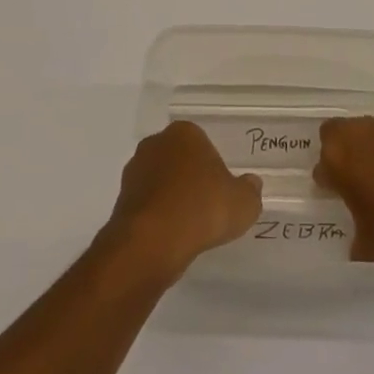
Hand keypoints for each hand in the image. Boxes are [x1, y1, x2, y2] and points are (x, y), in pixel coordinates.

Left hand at [105, 122, 262, 281]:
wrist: (152, 241)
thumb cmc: (202, 209)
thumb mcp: (243, 203)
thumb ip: (250, 191)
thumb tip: (251, 184)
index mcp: (185, 133)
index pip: (203, 144)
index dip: (213, 168)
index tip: (221, 191)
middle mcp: (156, 143)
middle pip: (179, 159)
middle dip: (190, 178)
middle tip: (207, 207)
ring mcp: (135, 170)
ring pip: (161, 180)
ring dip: (172, 197)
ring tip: (188, 226)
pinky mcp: (122, 198)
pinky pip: (148, 203)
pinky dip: (158, 215)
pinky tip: (170, 235)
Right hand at [315, 114, 373, 269]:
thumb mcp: (366, 244)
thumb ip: (353, 228)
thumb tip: (356, 232)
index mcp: (337, 158)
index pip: (323, 163)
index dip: (330, 178)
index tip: (340, 194)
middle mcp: (358, 132)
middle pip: (343, 134)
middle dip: (348, 152)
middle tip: (364, 178)